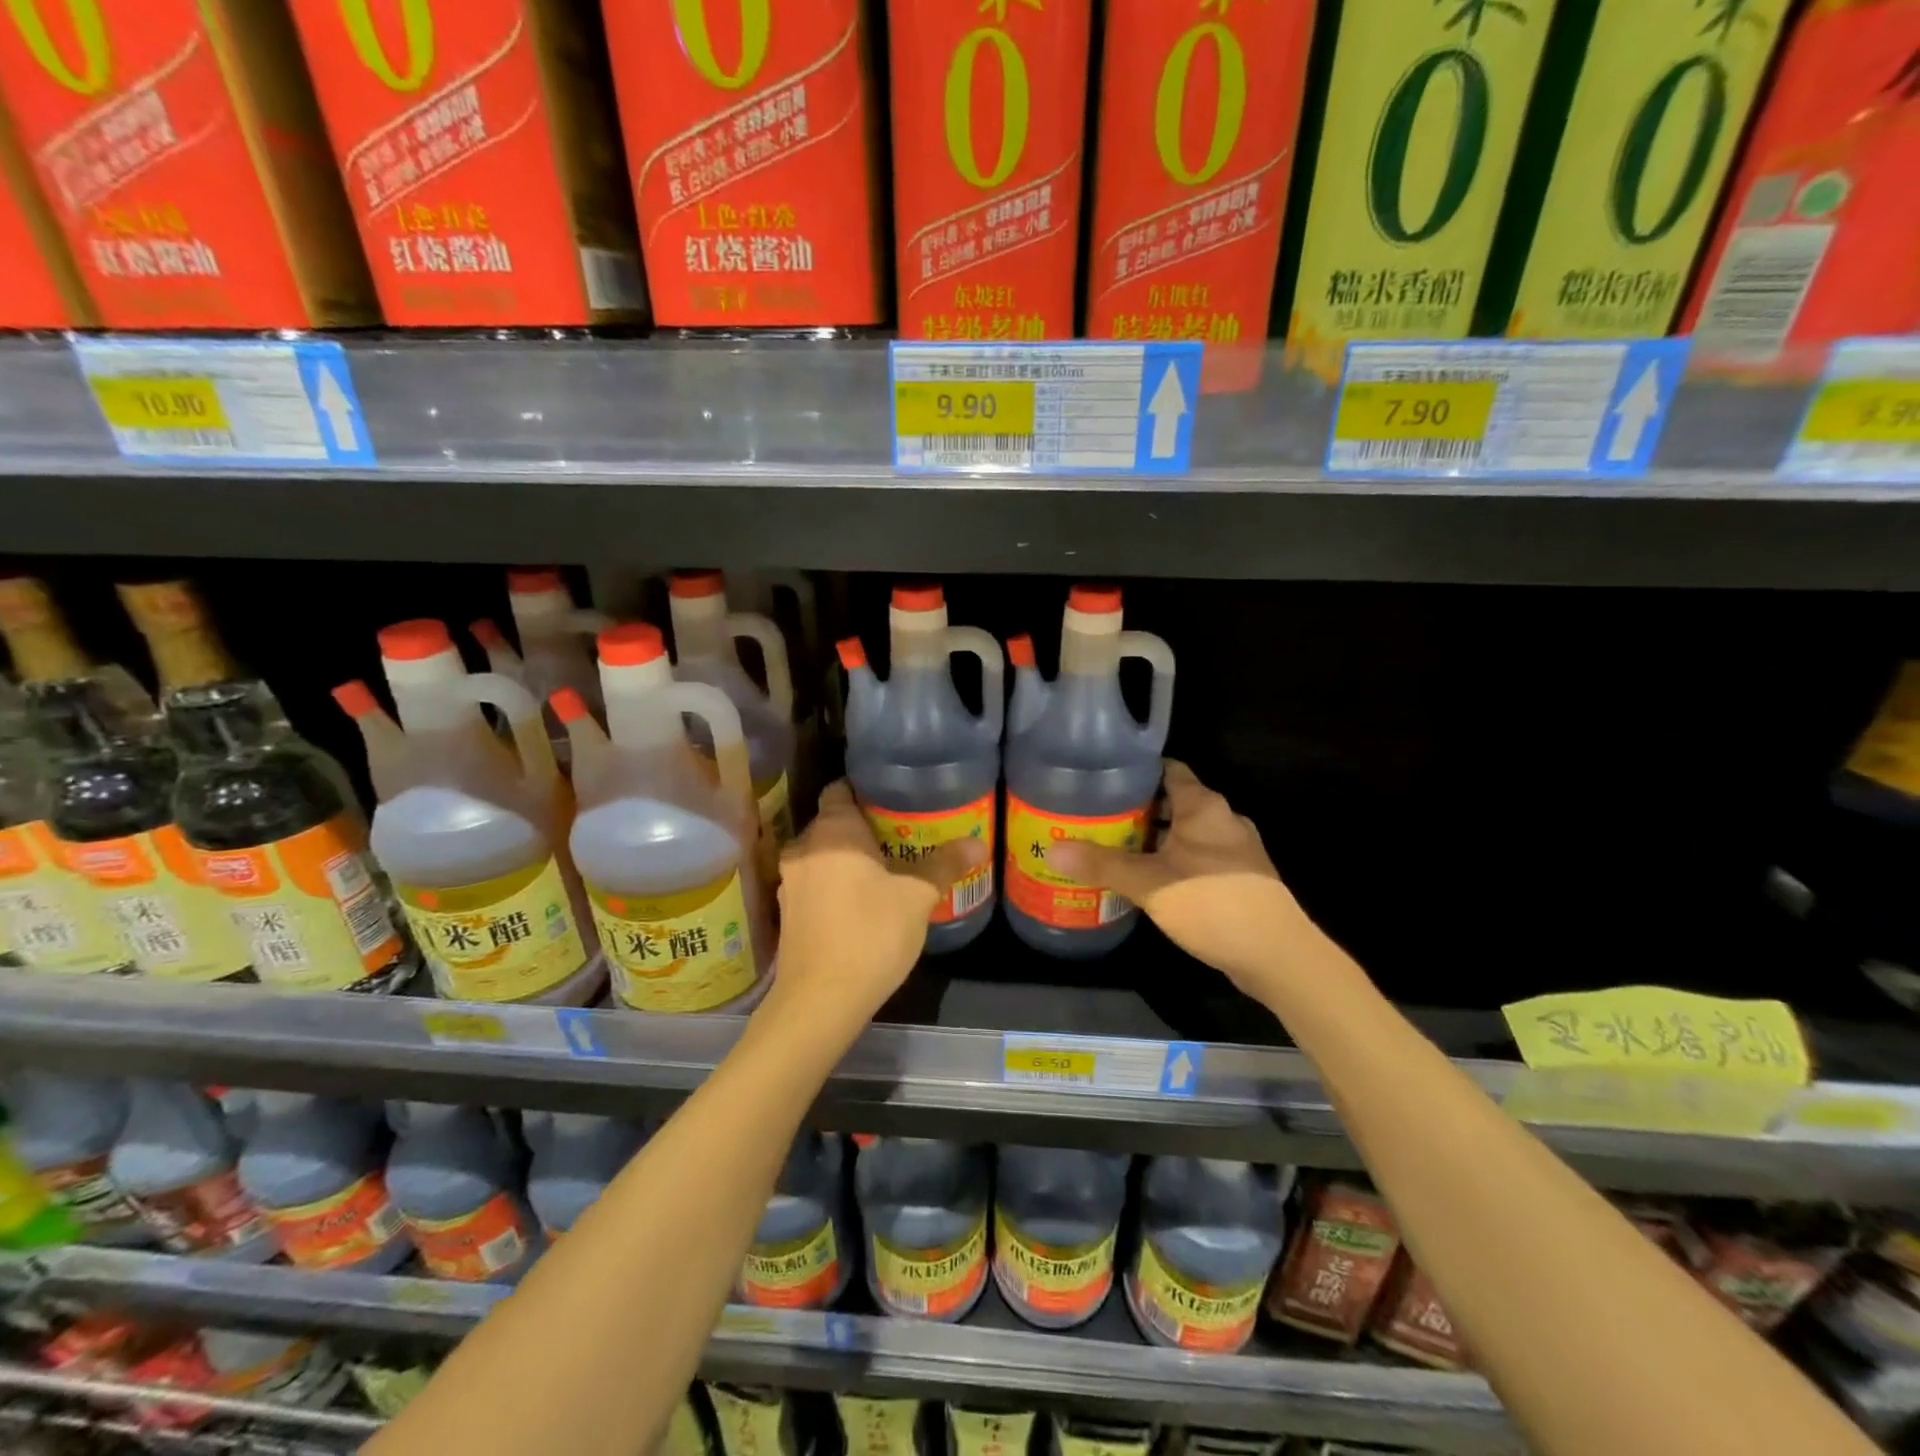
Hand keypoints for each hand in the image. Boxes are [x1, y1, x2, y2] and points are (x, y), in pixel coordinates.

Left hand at [773, 781, 988, 1023]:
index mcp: (832, 831)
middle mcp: (804, 848)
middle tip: (902, 833)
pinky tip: (862, 900)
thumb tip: (978, 842)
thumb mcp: (917, 897)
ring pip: (823, 855)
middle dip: (864, 826)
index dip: (866, 789)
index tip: (894, 797)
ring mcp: (790, 882)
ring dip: (849, 858)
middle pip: (832, 822)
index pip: (841, 789)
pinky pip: (815, 882)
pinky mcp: (788, 913)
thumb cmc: (870, 934)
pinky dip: (836, 882)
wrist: (820, 1000)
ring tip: (886, 866)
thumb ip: (944, 864)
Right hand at [1048, 761, 1306, 998]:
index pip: (1167, 770)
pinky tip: (1145, 878)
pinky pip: (1195, 857)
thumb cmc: (1212, 903)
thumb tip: (1052, 850)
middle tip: (1094, 816)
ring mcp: (1234, 849)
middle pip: (1172, 801)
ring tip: (1112, 846)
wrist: (1276, 955)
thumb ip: (1102, 865)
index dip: (1135, 771)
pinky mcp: (1237, 877)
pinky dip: (1170, 860)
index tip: (1101, 777)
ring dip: (1153, 838)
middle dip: (1136, 808)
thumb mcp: (1150, 883)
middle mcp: (1222, 819)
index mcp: (1203, 806)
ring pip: (1184, 832)